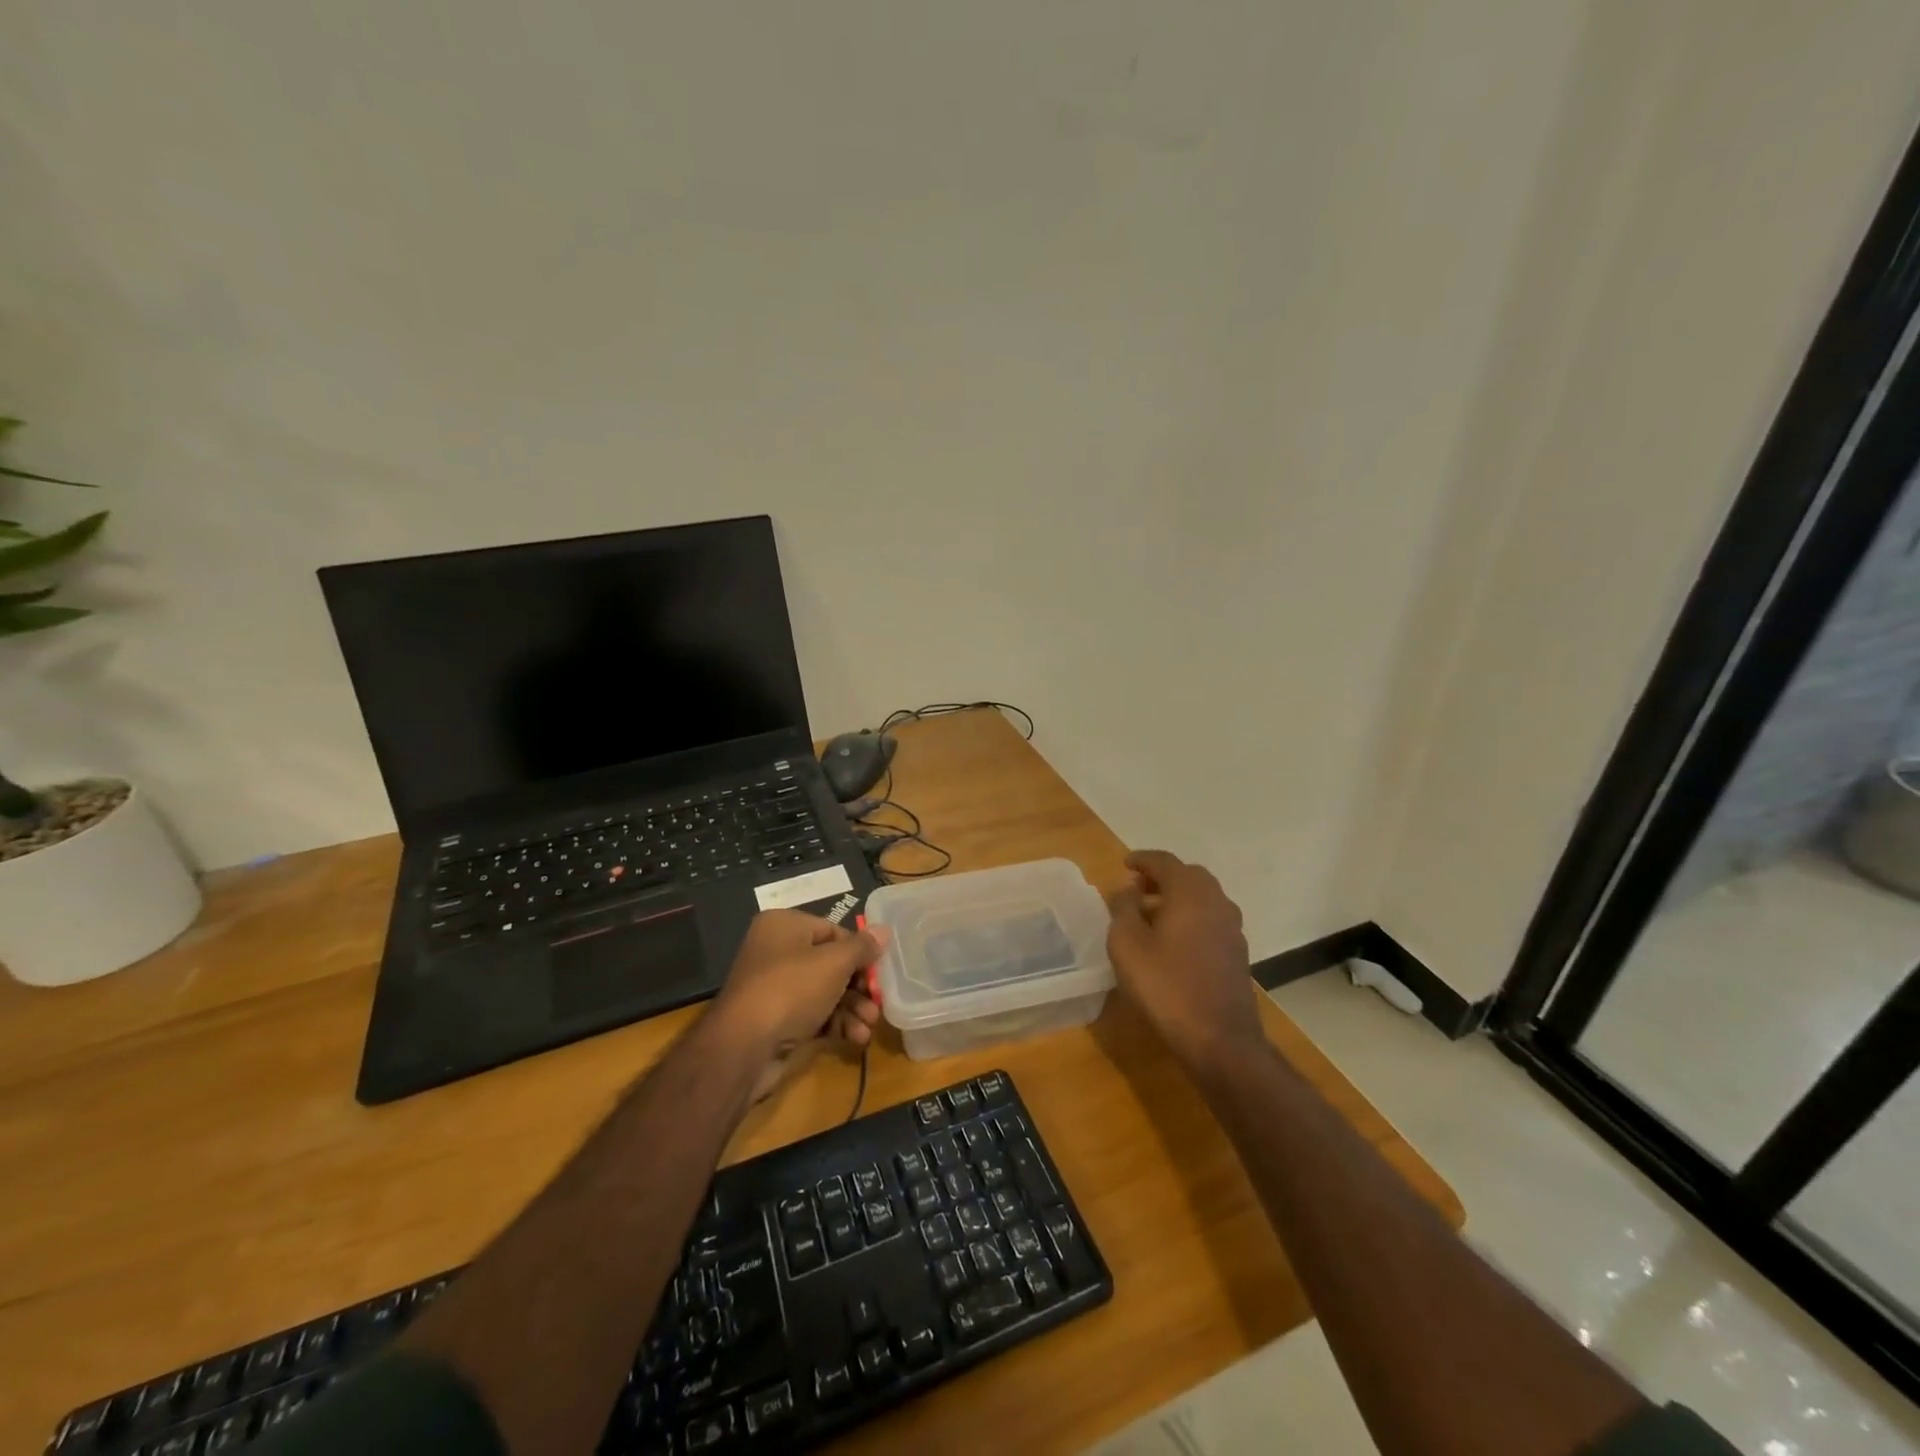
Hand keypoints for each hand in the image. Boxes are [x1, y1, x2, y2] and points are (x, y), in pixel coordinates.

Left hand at [709, 910, 888, 1101]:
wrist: (744, 1047)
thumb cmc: (791, 989)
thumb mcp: (834, 962)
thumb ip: (862, 947)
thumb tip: (884, 930)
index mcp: (784, 926)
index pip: (832, 931)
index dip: (859, 951)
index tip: (879, 970)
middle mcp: (776, 951)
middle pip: (831, 964)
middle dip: (858, 986)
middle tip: (878, 1002)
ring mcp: (775, 988)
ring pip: (825, 992)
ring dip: (852, 1008)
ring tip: (870, 1025)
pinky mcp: (777, 1020)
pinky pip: (814, 1015)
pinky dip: (836, 1024)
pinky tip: (857, 1038)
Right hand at [1106, 850, 1259, 1066]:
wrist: (1220, 1039)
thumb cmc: (1166, 986)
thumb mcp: (1127, 944)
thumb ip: (1123, 908)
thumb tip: (1127, 888)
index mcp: (1190, 893)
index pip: (1165, 862)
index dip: (1142, 860)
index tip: (1124, 864)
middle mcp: (1216, 902)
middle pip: (1188, 876)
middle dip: (1162, 877)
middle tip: (1136, 888)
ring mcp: (1232, 928)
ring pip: (1203, 898)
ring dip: (1177, 898)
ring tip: (1150, 915)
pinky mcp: (1237, 953)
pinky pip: (1210, 919)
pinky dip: (1190, 917)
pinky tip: (1172, 940)